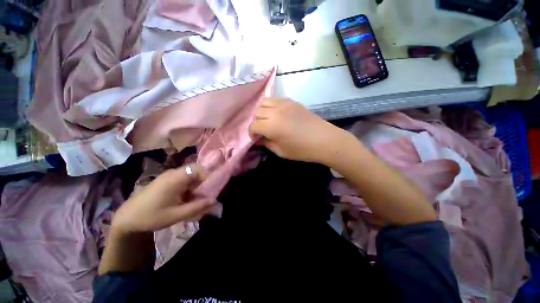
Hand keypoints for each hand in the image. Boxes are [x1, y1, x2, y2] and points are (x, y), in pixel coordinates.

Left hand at [111, 164, 215, 233]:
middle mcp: (173, 173)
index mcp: (176, 178)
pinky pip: (183, 179)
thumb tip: (215, 201)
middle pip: (195, 171)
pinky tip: (184, 199)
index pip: (199, 169)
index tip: (210, 190)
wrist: (127, 219)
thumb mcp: (177, 214)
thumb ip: (198, 207)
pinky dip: (188, 187)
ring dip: (195, 185)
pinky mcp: (165, 180)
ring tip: (194, 199)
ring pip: (190, 175)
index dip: (208, 178)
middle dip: (202, 182)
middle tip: (203, 195)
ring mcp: (168, 176)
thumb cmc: (152, 216)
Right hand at [249, 98, 348, 163]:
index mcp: (271, 126)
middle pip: (257, 112)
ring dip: (262, 111)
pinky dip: (271, 106)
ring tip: (268, 120)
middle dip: (256, 122)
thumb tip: (259, 140)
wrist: (324, 140)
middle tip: (263, 130)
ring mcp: (284, 104)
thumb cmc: (302, 150)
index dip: (252, 133)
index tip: (256, 138)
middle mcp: (275, 112)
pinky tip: (277, 114)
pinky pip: (275, 99)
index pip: (253, 125)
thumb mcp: (281, 151)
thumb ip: (267, 144)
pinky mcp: (292, 101)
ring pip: (264, 102)